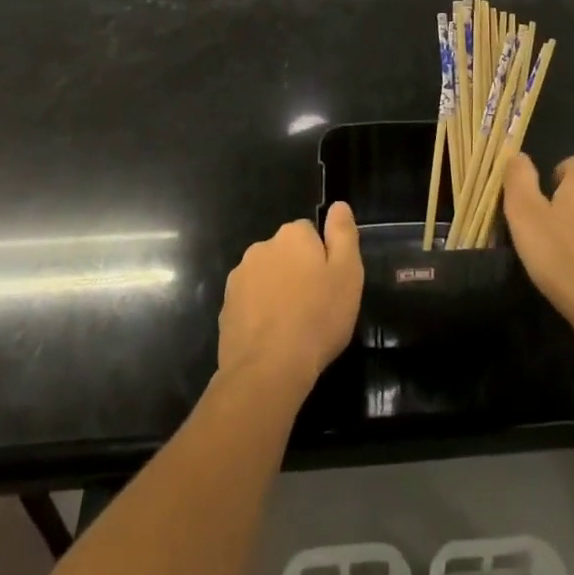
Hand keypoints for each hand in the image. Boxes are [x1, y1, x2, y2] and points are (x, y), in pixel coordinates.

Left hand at [217, 203, 362, 399]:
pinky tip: (272, 337)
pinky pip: (250, 301)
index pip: (309, 232)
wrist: (268, 369)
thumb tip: (338, 205)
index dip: (322, 257)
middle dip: (297, 271)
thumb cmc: (317, 318)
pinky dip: (260, 312)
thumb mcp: (347, 274)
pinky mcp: (226, 306)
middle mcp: (262, 247)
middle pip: (286, 253)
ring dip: (277, 290)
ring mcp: (239, 277)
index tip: (329, 284)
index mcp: (292, 235)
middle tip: (314, 305)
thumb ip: (343, 234)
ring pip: (266, 276)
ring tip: (293, 325)